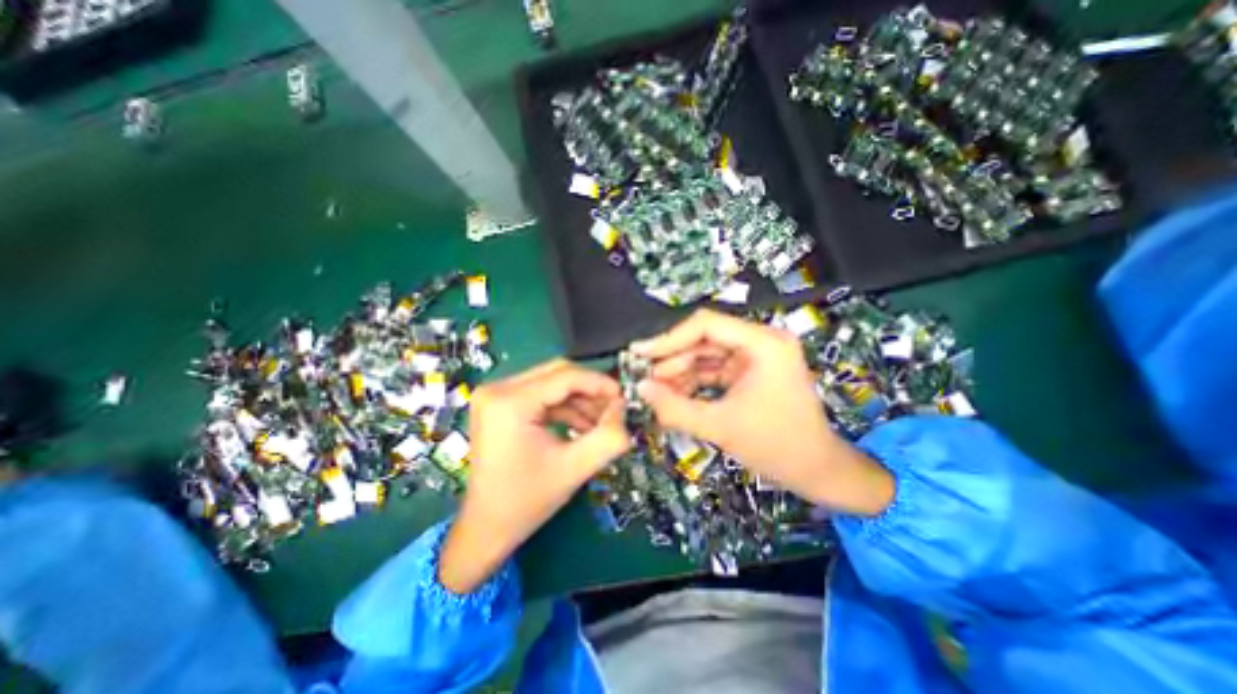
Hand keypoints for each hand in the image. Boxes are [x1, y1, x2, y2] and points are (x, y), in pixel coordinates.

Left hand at [438, 360, 628, 593]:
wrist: (486, 527)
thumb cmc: (526, 501)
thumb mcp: (575, 468)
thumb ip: (608, 437)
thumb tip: (623, 409)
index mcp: (510, 402)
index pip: (565, 376)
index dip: (599, 383)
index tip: (623, 398)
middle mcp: (498, 389)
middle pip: (558, 373)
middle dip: (590, 390)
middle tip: (614, 409)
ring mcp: (496, 395)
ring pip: (551, 383)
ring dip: (579, 400)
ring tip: (601, 422)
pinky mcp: (500, 404)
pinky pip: (541, 395)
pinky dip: (564, 407)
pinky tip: (582, 425)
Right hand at [632, 310, 896, 513]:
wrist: (818, 471)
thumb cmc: (776, 446)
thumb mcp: (720, 427)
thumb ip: (674, 408)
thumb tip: (639, 388)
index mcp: (763, 344)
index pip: (707, 325)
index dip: (669, 338)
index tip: (640, 353)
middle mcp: (761, 342)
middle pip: (705, 339)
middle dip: (673, 359)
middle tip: (645, 379)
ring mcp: (757, 357)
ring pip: (707, 355)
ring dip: (681, 371)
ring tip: (656, 391)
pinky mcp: (751, 372)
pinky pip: (715, 370)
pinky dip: (694, 381)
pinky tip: (675, 395)